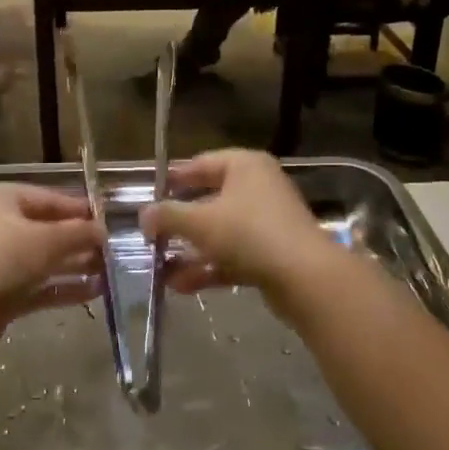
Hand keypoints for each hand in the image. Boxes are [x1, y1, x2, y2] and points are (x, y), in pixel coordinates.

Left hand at [0, 183, 104, 357]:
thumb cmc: (1, 260)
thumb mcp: (46, 240)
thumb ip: (79, 233)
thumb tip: (103, 230)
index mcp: (3, 199)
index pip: (50, 198)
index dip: (80, 210)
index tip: (109, 222)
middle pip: (47, 229)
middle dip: (80, 240)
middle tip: (112, 251)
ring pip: (44, 259)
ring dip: (75, 265)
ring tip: (109, 271)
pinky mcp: (1, 293)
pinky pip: (38, 285)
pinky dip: (63, 287)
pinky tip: (94, 292)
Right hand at [139, 150, 330, 296]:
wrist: (305, 277)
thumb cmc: (248, 233)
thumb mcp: (200, 221)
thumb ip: (167, 216)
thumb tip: (143, 215)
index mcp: (245, 166)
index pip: (201, 163)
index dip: (173, 179)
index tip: (149, 195)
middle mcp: (259, 187)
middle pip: (210, 200)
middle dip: (179, 222)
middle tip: (152, 235)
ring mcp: (268, 222)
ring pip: (220, 233)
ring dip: (190, 251)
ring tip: (160, 268)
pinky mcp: (272, 254)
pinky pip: (233, 255)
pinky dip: (209, 267)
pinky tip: (181, 286)